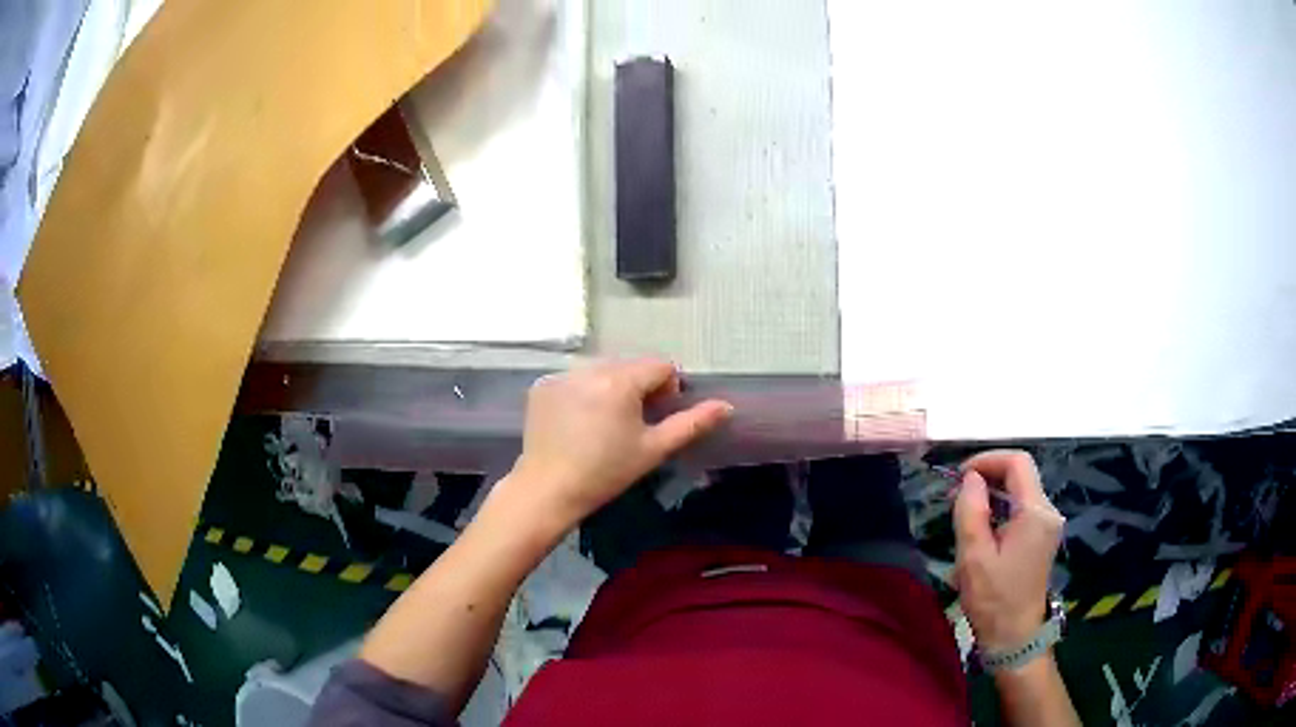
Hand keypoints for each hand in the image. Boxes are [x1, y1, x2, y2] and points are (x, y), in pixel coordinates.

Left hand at [502, 359, 732, 533]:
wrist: (548, 489)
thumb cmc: (606, 472)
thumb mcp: (654, 449)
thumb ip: (692, 423)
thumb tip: (726, 406)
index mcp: (620, 380)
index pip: (660, 366)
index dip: (667, 390)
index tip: (656, 418)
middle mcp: (590, 368)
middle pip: (630, 366)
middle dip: (639, 388)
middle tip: (632, 424)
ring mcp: (562, 375)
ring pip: (602, 370)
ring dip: (611, 388)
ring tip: (604, 424)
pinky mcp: (542, 385)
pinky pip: (574, 379)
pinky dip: (582, 392)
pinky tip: (577, 422)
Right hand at [953, 450, 1063, 653]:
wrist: (1015, 637)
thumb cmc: (994, 598)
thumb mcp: (974, 556)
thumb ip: (971, 510)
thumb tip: (970, 479)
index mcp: (1035, 512)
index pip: (1017, 462)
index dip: (987, 460)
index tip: (959, 476)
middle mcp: (1048, 511)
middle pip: (1021, 474)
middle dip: (988, 476)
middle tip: (956, 495)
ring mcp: (1047, 525)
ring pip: (1020, 491)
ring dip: (992, 493)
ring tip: (964, 511)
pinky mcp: (1042, 537)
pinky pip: (1022, 509)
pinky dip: (1001, 508)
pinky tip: (982, 528)